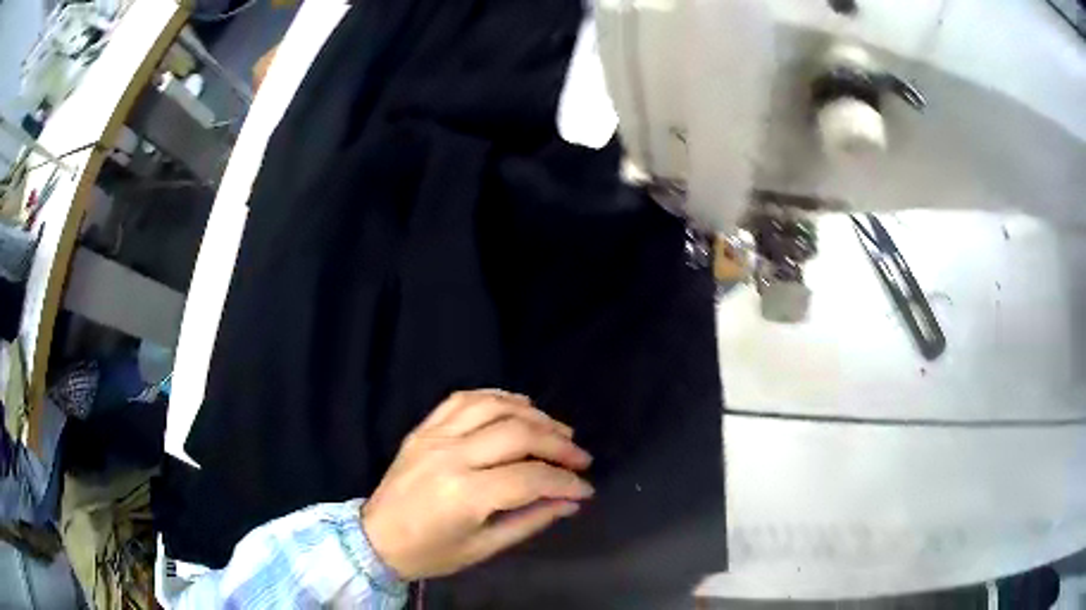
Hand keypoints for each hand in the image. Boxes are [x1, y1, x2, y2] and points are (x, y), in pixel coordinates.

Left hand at [361, 389, 592, 580]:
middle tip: (580, 457)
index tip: (585, 488)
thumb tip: (570, 502)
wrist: (376, 539)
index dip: (565, 482)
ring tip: (557, 429)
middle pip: (517, 434)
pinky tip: (518, 406)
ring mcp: (434, 436)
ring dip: (533, 414)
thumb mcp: (484, 547)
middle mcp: (451, 456)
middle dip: (558, 444)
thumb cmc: (431, 553)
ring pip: (493, 407)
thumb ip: (530, 521)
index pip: (530, 478)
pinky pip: (462, 399)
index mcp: (464, 495)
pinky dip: (496, 396)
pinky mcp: (423, 428)